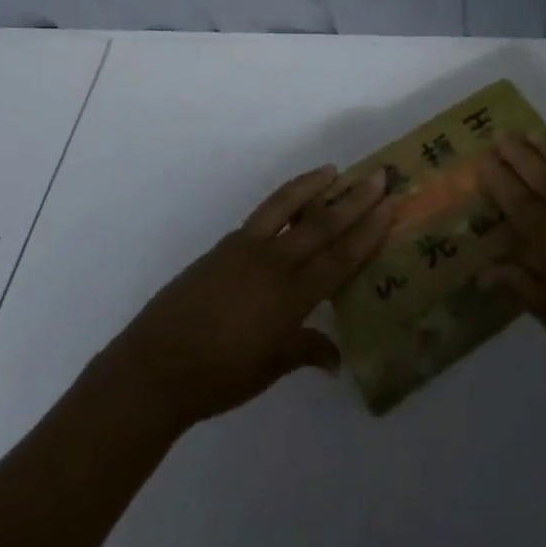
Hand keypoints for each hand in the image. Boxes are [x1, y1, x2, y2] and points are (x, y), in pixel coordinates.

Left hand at [104, 165, 395, 430]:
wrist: (156, 365)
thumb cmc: (219, 376)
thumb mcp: (270, 368)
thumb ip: (306, 351)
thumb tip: (337, 358)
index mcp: (291, 296)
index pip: (340, 257)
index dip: (368, 231)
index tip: (389, 205)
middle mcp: (273, 263)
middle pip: (322, 225)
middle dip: (354, 199)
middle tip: (378, 175)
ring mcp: (245, 249)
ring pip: (286, 207)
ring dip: (312, 186)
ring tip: (333, 170)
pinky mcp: (223, 246)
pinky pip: (261, 216)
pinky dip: (281, 203)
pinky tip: (290, 204)